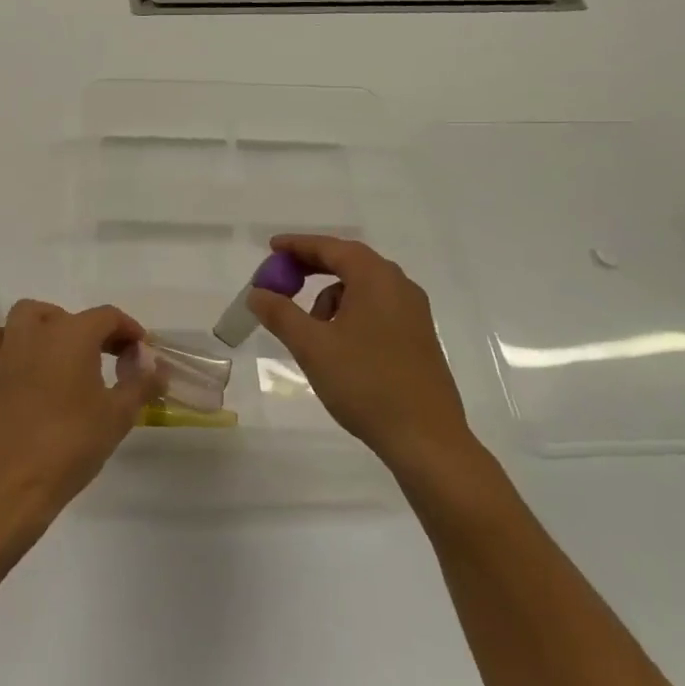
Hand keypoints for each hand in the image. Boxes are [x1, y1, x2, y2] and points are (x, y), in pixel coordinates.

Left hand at [0, 300, 164, 527]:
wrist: (14, 483)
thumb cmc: (71, 444)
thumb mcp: (119, 415)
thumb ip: (142, 383)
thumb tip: (158, 367)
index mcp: (74, 334)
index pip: (108, 317)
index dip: (128, 330)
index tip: (140, 352)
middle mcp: (39, 331)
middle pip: (70, 314)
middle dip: (94, 330)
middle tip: (111, 357)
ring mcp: (9, 349)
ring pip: (28, 315)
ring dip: (50, 323)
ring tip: (66, 351)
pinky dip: (13, 339)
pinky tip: (26, 362)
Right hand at [247, 234, 476, 477]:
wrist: (427, 440)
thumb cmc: (366, 384)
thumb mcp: (313, 347)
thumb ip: (280, 314)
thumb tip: (257, 293)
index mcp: (376, 278)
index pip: (330, 247)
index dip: (297, 245)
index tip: (271, 248)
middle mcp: (399, 285)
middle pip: (349, 262)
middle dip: (312, 268)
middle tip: (282, 281)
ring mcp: (414, 311)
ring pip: (363, 288)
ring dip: (331, 297)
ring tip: (312, 331)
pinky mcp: (419, 336)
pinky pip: (377, 307)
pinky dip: (351, 312)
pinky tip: (340, 346)